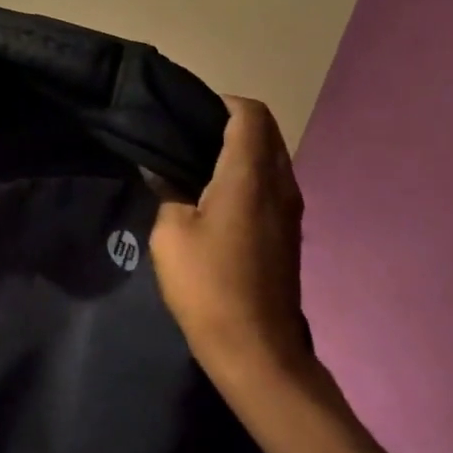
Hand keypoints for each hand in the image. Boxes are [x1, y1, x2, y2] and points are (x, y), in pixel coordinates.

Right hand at [150, 96, 311, 393]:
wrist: (257, 350)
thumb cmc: (209, 285)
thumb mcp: (169, 232)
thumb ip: (167, 190)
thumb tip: (161, 170)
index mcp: (250, 176)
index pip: (249, 113)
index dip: (219, 101)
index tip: (186, 112)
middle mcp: (280, 184)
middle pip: (265, 130)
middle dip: (229, 120)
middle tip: (186, 134)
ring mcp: (290, 210)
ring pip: (271, 157)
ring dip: (241, 149)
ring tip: (195, 162)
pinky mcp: (289, 233)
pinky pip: (272, 182)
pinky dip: (248, 173)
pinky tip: (214, 195)